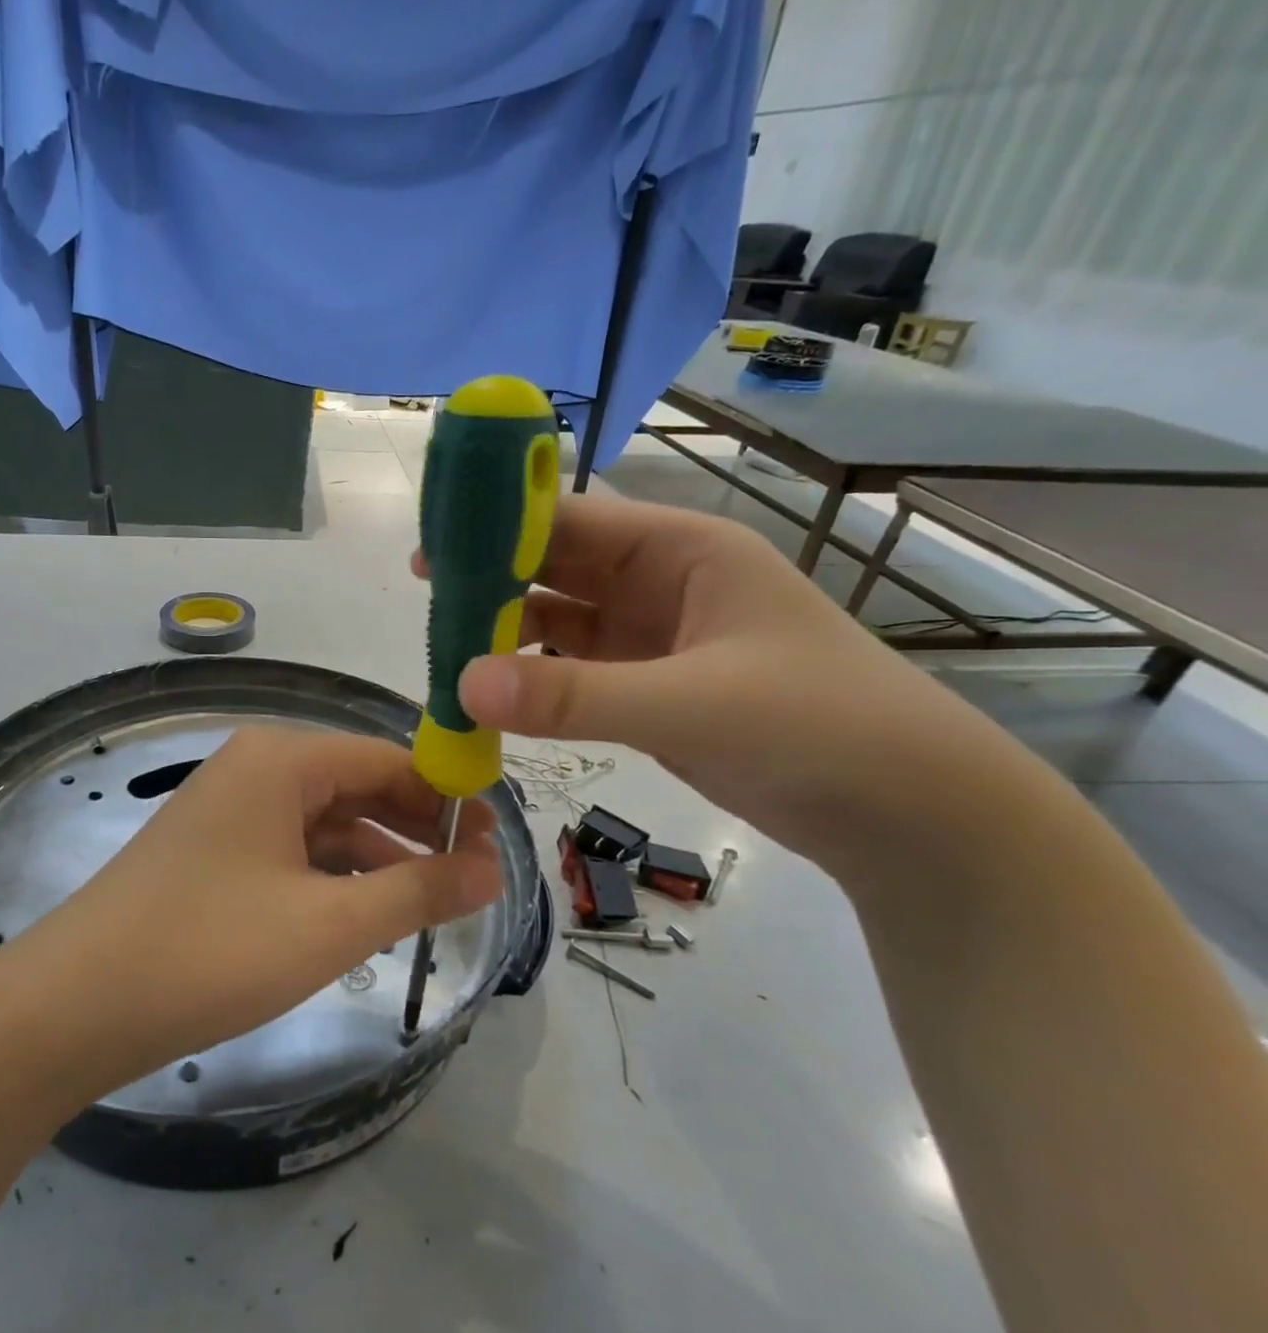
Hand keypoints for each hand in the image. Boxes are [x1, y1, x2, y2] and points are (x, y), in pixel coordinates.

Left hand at [1, 727, 502, 1102]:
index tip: (497, 840)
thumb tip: (492, 870)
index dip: (448, 795)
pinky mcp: (216, 851)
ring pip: (328, 822)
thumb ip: (418, 890)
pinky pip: (294, 849)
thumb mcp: (329, 925)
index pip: (389, 758)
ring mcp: (231, 809)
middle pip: (359, 785)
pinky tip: (367, 912)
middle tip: (476, 875)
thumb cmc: (209, 951)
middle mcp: (256, 768)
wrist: (73, 1006)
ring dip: (381, 856)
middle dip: (418, 827)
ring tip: (435, 900)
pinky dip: (336, 876)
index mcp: (282, 759)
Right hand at [417, 492, 1010, 886]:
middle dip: (494, 581)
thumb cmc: (817, 726)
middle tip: (427, 601)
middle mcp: (661, 584)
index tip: (435, 545)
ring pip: (560, 624)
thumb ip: (574, 696)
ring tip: (446, 652)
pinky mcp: (648, 690)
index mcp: (681, 551)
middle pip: (558, 569)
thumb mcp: (693, 703)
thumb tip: (464, 687)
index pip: (573, 519)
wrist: (906, 812)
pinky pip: (573, 674)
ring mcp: (653, 640)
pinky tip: (493, 696)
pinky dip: (533, 682)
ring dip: (508, 635)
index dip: (502, 525)